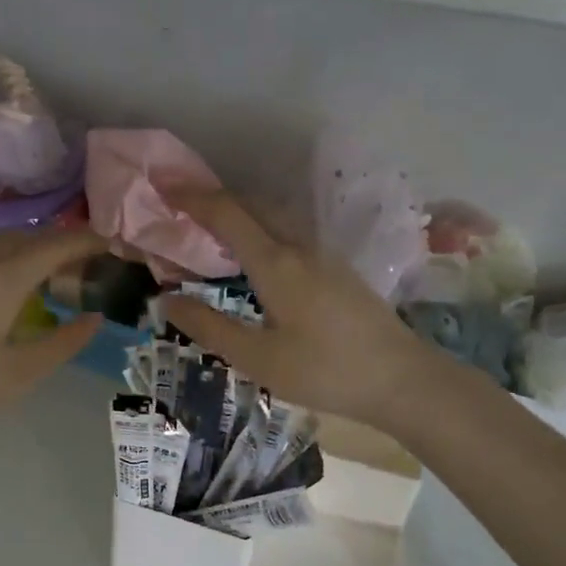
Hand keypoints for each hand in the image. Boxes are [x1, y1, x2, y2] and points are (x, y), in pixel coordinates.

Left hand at [0, 227, 105, 438]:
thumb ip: (63, 343)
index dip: (86, 240)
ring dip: (32, 245)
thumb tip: (95, 318)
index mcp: (2, 282)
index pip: (53, 247)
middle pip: (27, 236)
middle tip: (88, 256)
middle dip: (61, 240)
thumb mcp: (20, 373)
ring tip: (54, 267)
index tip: (112, 240)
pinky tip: (11, 280)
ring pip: (1, 240)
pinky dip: (8, 254)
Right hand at [161, 191, 436, 431]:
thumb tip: (166, 301)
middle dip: (213, 199)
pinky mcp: (338, 269)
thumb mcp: (258, 359)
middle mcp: (300, 246)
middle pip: (252, 206)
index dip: (192, 197)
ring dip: (239, 212)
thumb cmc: (326, 371)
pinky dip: (260, 229)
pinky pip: (289, 232)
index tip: (162, 185)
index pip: (227, 214)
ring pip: (274, 217)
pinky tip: (255, 255)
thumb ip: (210, 328)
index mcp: (277, 263)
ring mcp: (324, 255)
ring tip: (210, 227)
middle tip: (180, 205)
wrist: (402, 380)